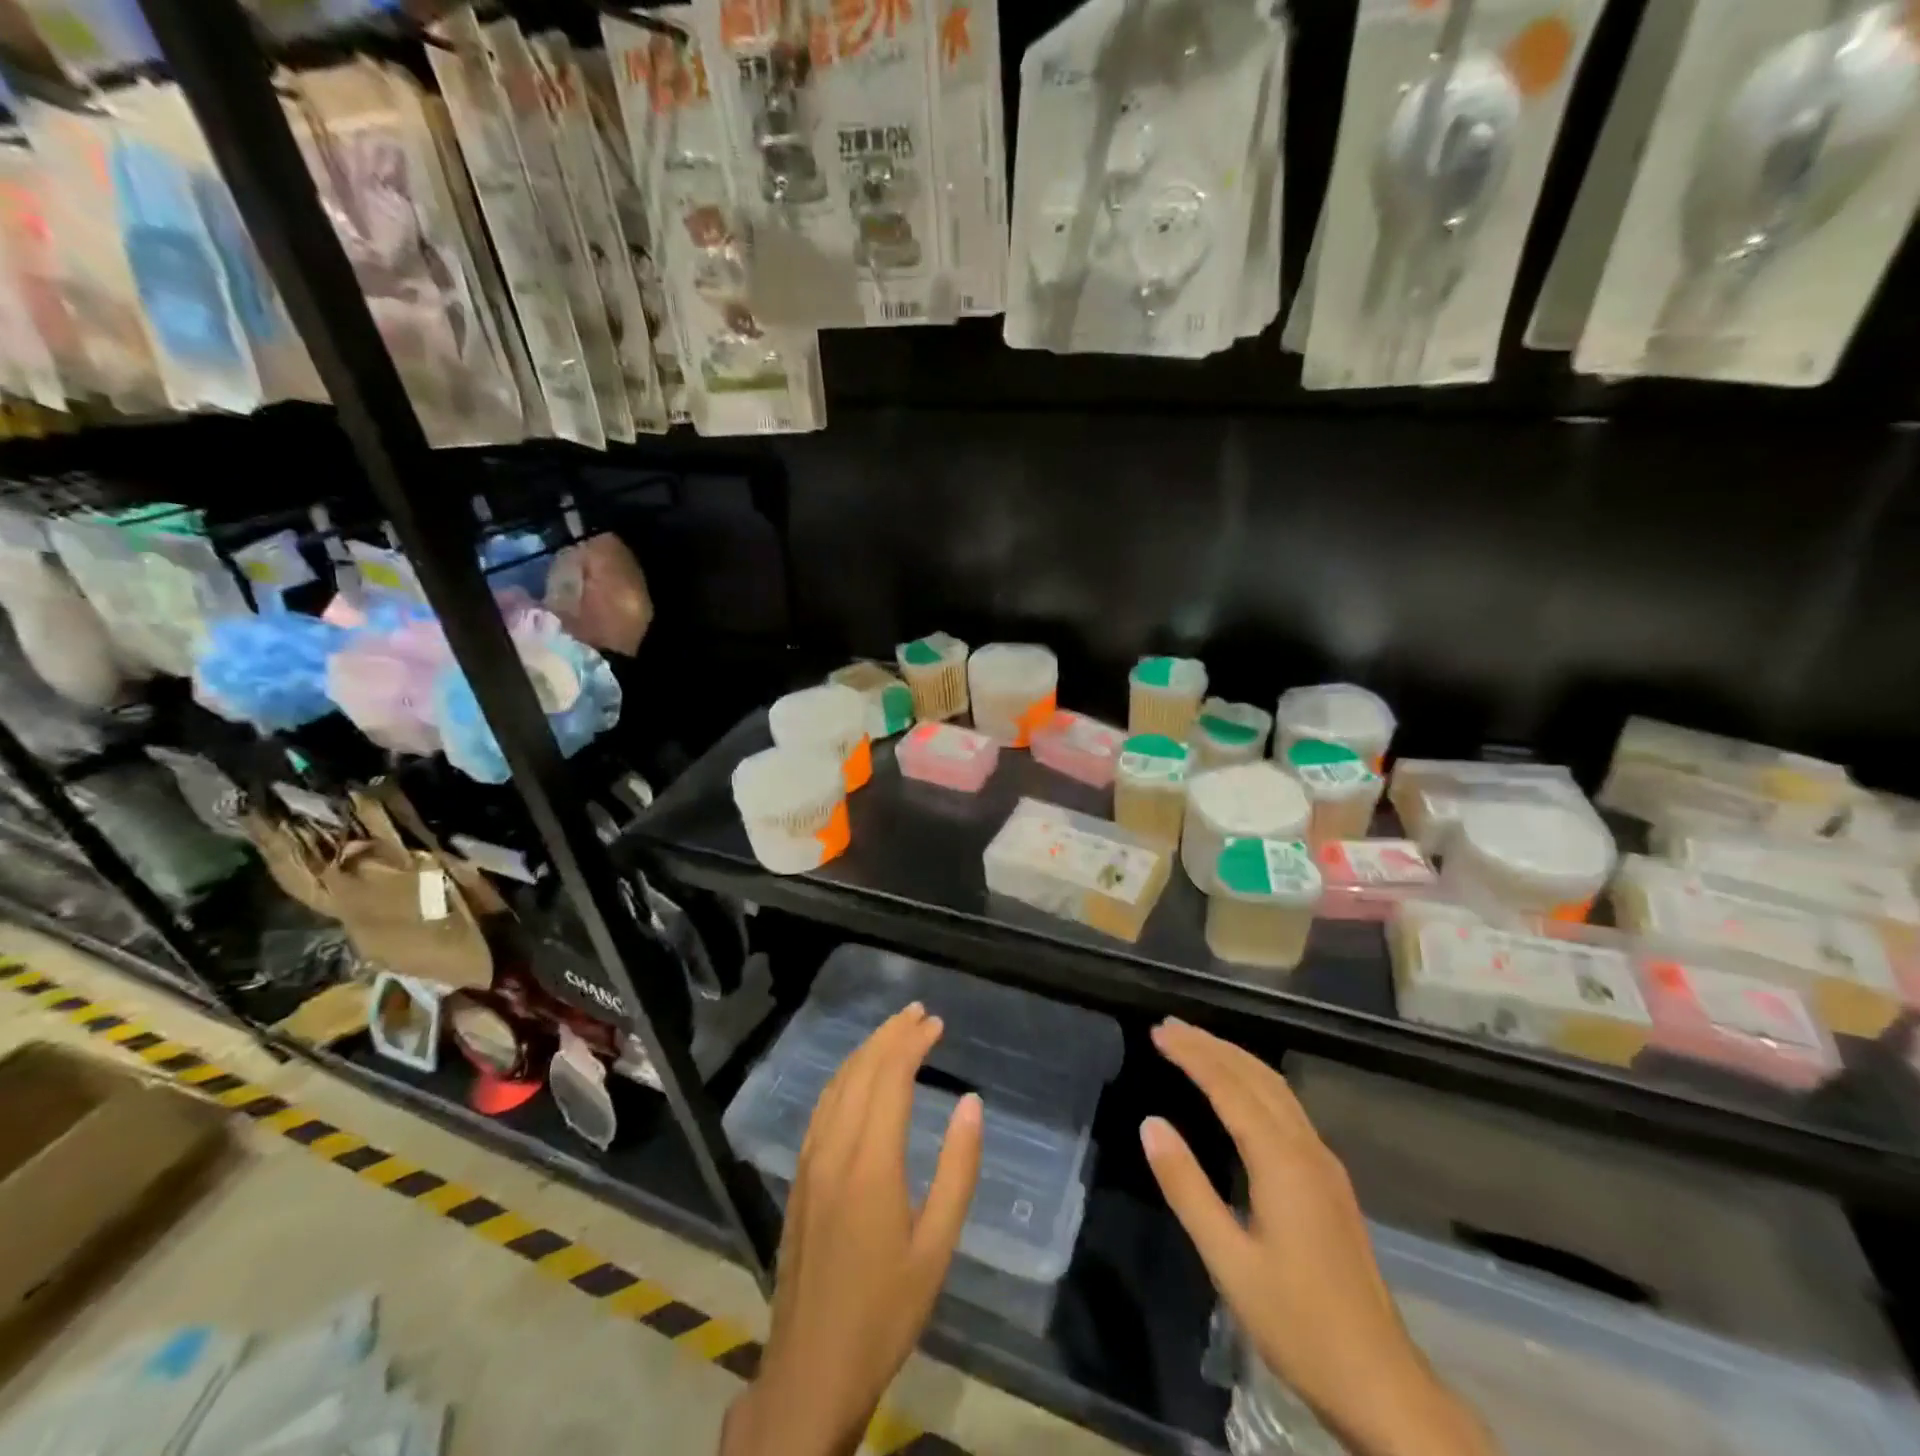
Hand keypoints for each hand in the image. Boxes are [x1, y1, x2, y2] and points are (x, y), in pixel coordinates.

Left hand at [723, 1004, 983, 1455]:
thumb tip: (971, 1102)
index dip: (913, 1044)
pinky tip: (856, 1076)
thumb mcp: (937, 1247)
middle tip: (918, 1013)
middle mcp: (834, 1148)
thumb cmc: (885, 1310)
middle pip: (861, 1071)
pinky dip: (844, 1076)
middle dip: (890, 1035)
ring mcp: (810, 1160)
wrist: (811, 1368)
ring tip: (893, 1031)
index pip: (890, 1078)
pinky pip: (821, 1107)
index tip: (936, 1023)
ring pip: (836, 1084)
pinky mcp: (798, 1176)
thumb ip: (958, 1169)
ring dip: (866, 1050)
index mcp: (871, 1163)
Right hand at [1143, 1021, 1495, 1455]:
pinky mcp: (1330, 1182)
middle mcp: (1307, 1150)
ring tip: (1197, 1045)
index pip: (1229, 1087)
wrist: (1382, 1384)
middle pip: (1257, 1077)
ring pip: (1277, 1090)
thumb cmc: (1298, 1325)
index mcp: (1282, 1162)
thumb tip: (1150, 1124)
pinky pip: (1287, 1110)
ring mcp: (1325, 1165)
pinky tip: (1240, 1092)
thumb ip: (1187, 1188)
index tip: (1159, 1032)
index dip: (1193, 1055)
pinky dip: (1253, 1083)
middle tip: (1170, 1028)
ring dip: (1234, 1060)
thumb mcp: (1228, 1261)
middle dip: (1212, 1046)